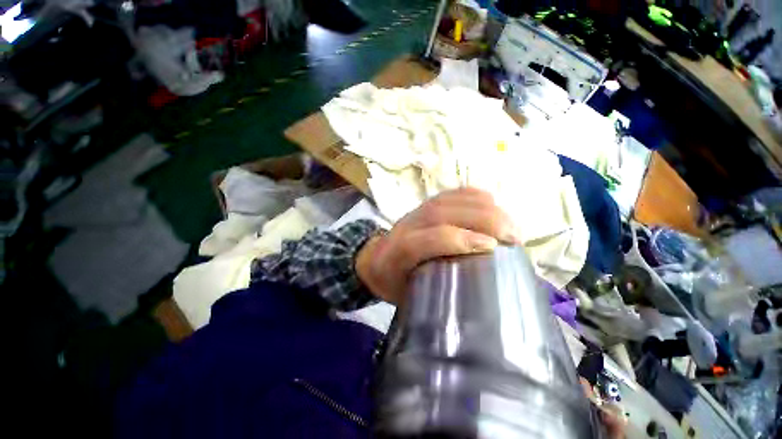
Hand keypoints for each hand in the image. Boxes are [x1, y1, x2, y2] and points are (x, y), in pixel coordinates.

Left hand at [355, 187, 521, 304]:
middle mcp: (407, 226)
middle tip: (513, 235)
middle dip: (483, 220)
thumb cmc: (393, 282)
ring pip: (450, 200)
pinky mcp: (425, 204)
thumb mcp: (408, 297)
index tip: (493, 247)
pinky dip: (474, 196)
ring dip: (484, 207)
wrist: (374, 259)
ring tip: (510, 223)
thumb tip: (475, 300)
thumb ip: (435, 296)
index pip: (429, 238)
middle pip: (444, 213)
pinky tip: (493, 205)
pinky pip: (451, 194)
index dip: (461, 239)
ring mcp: (417, 211)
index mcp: (399, 253)